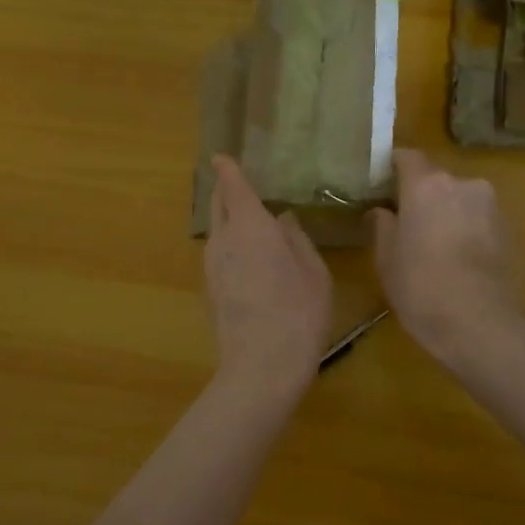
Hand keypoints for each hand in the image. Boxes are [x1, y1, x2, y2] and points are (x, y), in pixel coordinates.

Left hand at [205, 155, 332, 395]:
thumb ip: (296, 239)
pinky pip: (219, 254)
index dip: (228, 169)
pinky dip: (231, 246)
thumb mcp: (313, 271)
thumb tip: (283, 220)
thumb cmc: (298, 312)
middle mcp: (223, 240)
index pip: (232, 186)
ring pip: (217, 231)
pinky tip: (252, 259)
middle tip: (243, 186)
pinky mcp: (210, 289)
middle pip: (218, 205)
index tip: (222, 157)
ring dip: (230, 221)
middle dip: (226, 191)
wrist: (261, 367)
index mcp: (250, 226)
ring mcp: (212, 266)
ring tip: (254, 224)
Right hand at [371, 149, 514, 364]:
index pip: (407, 157)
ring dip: (445, 214)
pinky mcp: (507, 231)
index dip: (392, 168)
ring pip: (459, 200)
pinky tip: (455, 259)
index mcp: (427, 185)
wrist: (480, 324)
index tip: (380, 184)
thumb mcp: (386, 259)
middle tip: (404, 223)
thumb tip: (381, 211)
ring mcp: (490, 206)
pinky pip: (477, 220)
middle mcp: (462, 184)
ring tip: (431, 246)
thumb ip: (382, 226)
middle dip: (420, 196)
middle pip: (435, 180)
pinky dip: (465, 231)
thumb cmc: (421, 287)